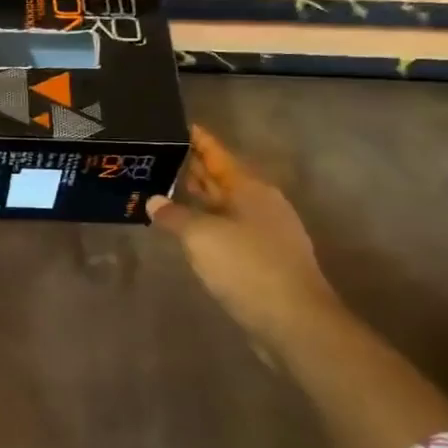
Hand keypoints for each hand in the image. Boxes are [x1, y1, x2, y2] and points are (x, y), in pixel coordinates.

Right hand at [149, 124, 336, 338]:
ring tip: (168, 190)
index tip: (181, 126)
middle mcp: (261, 205)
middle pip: (223, 179)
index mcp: (250, 190)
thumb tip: (154, 201)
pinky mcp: (263, 259)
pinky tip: (188, 232)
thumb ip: (174, 215)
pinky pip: (228, 230)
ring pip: (225, 206)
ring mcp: (265, 233)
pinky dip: (207, 224)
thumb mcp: (201, 236)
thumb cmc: (247, 267)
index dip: (199, 141)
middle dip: (196, 169)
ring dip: (200, 198)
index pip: (219, 156)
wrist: (293, 321)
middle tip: (163, 157)